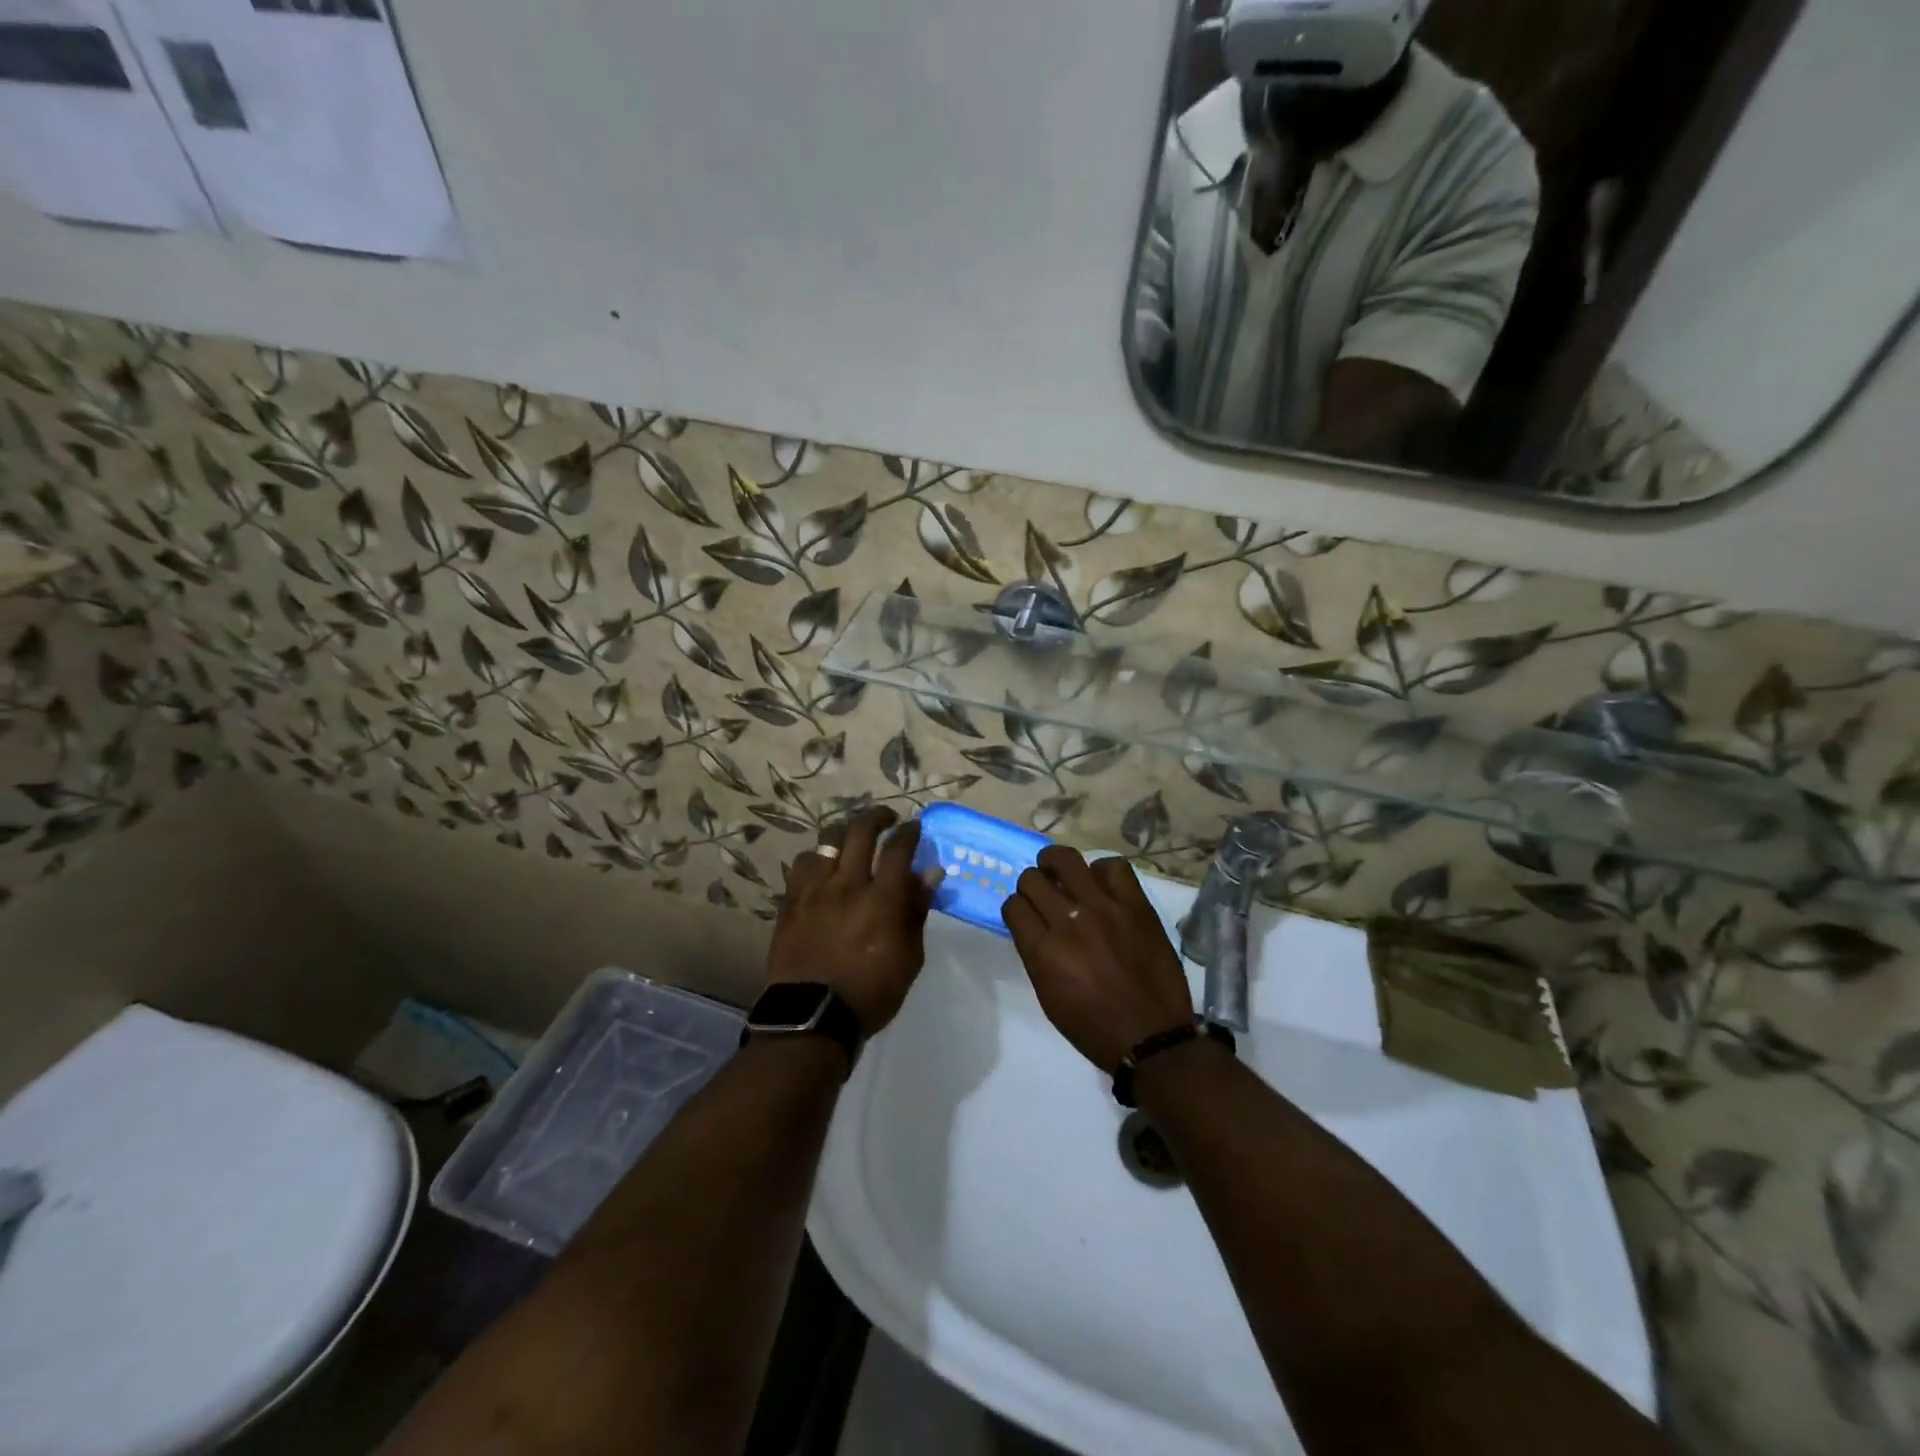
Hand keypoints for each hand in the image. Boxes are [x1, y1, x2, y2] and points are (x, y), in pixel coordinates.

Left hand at [769, 807, 936, 1035]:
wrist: (812, 1016)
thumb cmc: (871, 992)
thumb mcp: (909, 957)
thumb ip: (917, 910)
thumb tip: (929, 874)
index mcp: (882, 898)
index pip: (899, 847)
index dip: (909, 831)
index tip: (914, 826)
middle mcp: (848, 883)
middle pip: (861, 831)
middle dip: (877, 816)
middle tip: (886, 818)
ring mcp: (815, 890)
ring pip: (827, 841)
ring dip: (844, 833)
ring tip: (850, 839)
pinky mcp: (791, 901)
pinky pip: (802, 865)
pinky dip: (816, 859)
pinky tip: (821, 868)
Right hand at [1003, 847, 1195, 1072]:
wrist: (1153, 1037)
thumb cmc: (1094, 1028)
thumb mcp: (1049, 997)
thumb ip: (1037, 955)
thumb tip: (1034, 925)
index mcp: (1043, 952)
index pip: (1014, 906)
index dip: (1017, 908)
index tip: (1026, 914)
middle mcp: (1069, 922)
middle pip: (1032, 879)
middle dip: (1032, 885)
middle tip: (1044, 894)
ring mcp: (1104, 909)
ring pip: (1066, 859)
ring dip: (1056, 864)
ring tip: (1063, 873)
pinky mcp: (1136, 905)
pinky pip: (1113, 867)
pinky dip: (1102, 872)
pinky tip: (1102, 886)